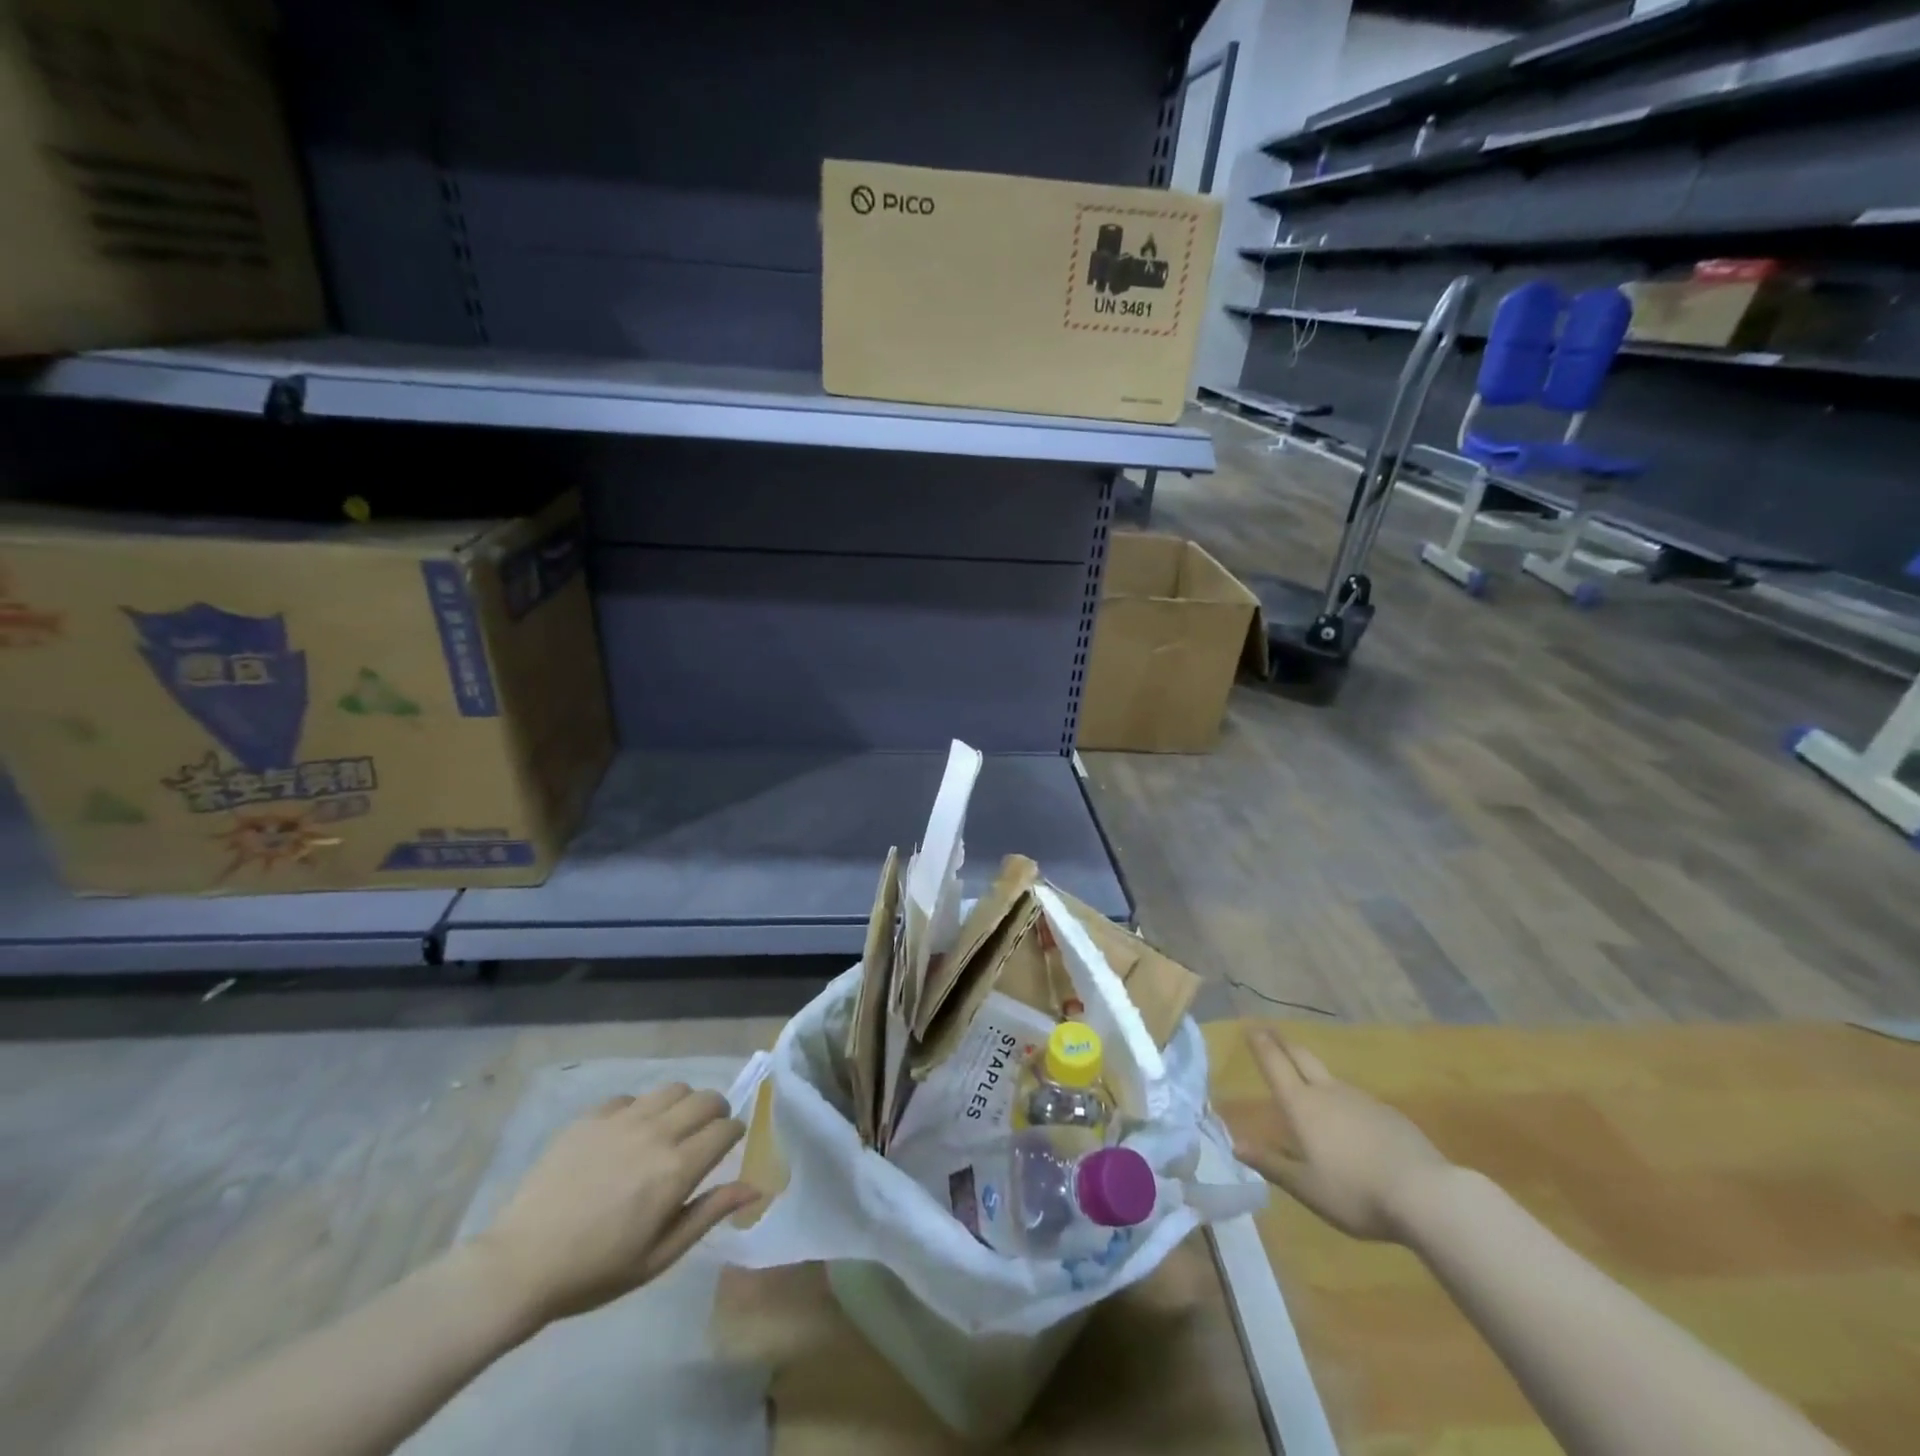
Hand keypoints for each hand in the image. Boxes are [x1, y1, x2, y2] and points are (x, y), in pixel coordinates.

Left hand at [471, 1085, 755, 1326]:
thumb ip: (708, 1213)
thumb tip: (754, 1187)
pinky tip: (627, 1136)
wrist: (520, 1264)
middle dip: (715, 1111)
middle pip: (706, 1098)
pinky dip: (641, 1109)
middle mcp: (657, 1133)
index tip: (728, 1146)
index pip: (726, 1128)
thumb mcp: (659, 1255)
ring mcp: (623, 1119)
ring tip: (670, 1128)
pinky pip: (631, 1097)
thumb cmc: (595, 1271)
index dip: (734, 1134)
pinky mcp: (592, 1116)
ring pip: (672, 1088)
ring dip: (682, 1104)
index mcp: (677, 1169)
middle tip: (705, 1134)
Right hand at [1235, 1030, 1452, 1241]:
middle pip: (1301, 1057)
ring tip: (1306, 1077)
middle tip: (1271, 1032)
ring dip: (1313, 1070)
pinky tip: (1349, 1118)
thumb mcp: (1306, 1187)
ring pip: (1329, 1077)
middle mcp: (1328, 1092)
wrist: (1426, 1195)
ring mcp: (1361, 1099)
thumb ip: (1271, 1164)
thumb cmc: (1355, 1192)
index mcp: (1301, 1105)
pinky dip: (1342, 1098)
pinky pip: (1356, 1098)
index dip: (1261, 1044)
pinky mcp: (1389, 1114)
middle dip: (1284, 1043)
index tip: (1250, 1027)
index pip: (1275, 1064)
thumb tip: (1236, 1145)